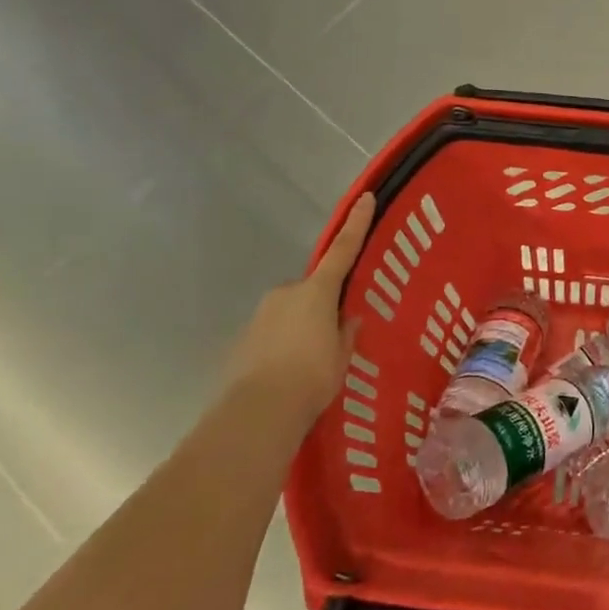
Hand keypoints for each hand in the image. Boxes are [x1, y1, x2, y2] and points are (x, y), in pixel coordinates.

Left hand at [224, 192, 373, 420]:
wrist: (257, 412)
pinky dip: (281, 347)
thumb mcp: (341, 356)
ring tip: (309, 365)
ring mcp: (260, 315)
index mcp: (317, 292)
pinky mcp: (243, 339)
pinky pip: (271, 334)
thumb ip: (345, 334)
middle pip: (311, 290)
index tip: (365, 197)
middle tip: (333, 337)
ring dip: (300, 329)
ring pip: (290, 313)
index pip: (343, 250)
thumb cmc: (311, 377)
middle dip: (321, 307)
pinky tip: (288, 374)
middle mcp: (286, 294)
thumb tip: (347, 319)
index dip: (356, 224)